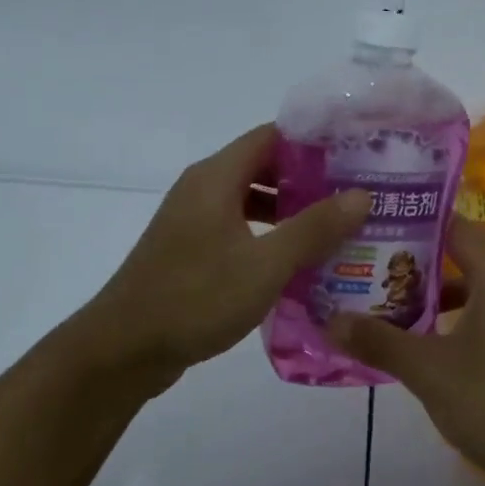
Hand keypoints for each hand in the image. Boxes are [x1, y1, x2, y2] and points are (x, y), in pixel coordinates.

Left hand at [83, 124, 370, 382]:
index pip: (271, 136)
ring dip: (291, 212)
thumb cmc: (195, 299)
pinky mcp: (190, 252)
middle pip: (263, 167)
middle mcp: (202, 190)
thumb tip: (361, 195)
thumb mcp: (265, 265)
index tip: (355, 155)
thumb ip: (314, 228)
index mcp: (216, 178)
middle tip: (355, 196)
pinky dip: (269, 237)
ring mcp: (193, 222)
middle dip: (309, 179)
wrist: (124, 349)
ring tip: (337, 229)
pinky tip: (297, 264)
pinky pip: (238, 230)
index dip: (314, 141)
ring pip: (251, 202)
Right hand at [327, 221, 484, 484]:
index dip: (417, 221)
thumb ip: (380, 341)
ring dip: (432, 301)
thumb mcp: (430, 372)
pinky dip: (452, 327)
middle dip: (415, 265)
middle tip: (368, 267)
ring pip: (473, 296)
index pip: (457, 227)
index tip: (376, 223)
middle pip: (462, 261)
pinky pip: (484, 324)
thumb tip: (330, 320)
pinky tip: (423, 351)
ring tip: (385, 308)